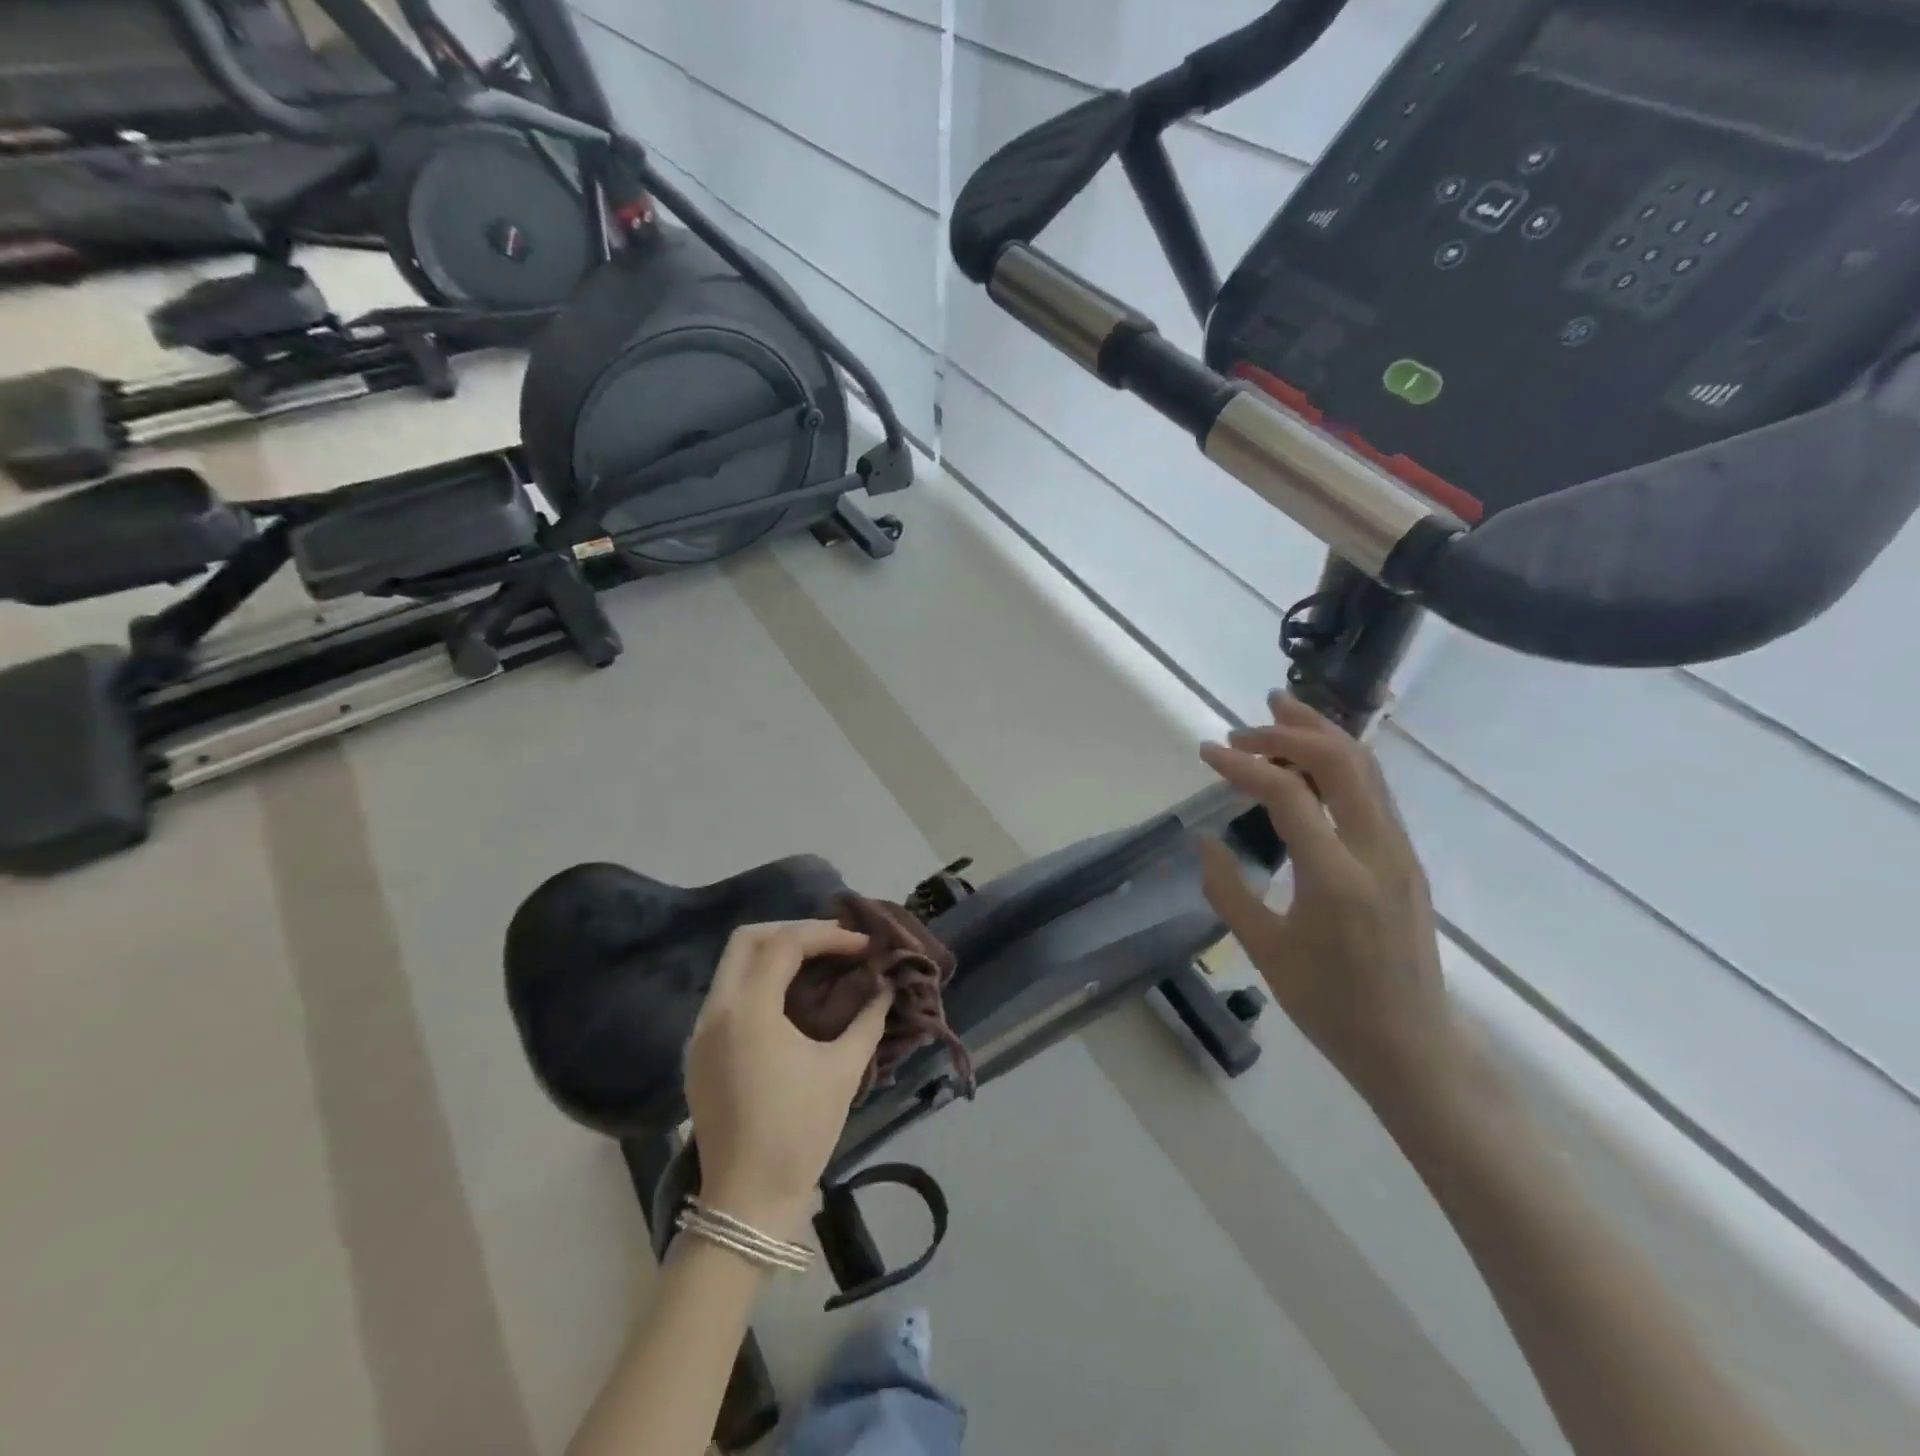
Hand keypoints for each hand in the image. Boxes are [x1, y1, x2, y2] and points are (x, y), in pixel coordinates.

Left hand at [685, 920, 892, 1238]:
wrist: (746, 1203)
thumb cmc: (799, 1132)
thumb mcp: (843, 1070)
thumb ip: (868, 1019)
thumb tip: (885, 987)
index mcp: (749, 1011)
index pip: (785, 944)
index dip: (828, 936)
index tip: (862, 946)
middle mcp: (716, 1012)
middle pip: (746, 940)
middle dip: (792, 930)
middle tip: (833, 943)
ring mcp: (701, 1033)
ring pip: (732, 966)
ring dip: (773, 953)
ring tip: (817, 964)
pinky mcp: (699, 1053)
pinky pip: (727, 995)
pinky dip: (759, 980)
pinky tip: (790, 998)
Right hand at [1198, 695, 1451, 1106]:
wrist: (1412, 1046)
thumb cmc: (1329, 1005)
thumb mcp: (1264, 949)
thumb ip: (1228, 889)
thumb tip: (1206, 840)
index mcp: (1336, 877)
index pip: (1288, 793)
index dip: (1243, 764)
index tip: (1207, 752)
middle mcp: (1377, 852)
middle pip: (1342, 761)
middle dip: (1290, 730)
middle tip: (1247, 724)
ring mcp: (1399, 852)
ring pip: (1366, 768)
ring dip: (1321, 734)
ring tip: (1282, 710)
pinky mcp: (1405, 858)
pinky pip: (1373, 791)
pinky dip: (1339, 762)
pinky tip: (1312, 761)